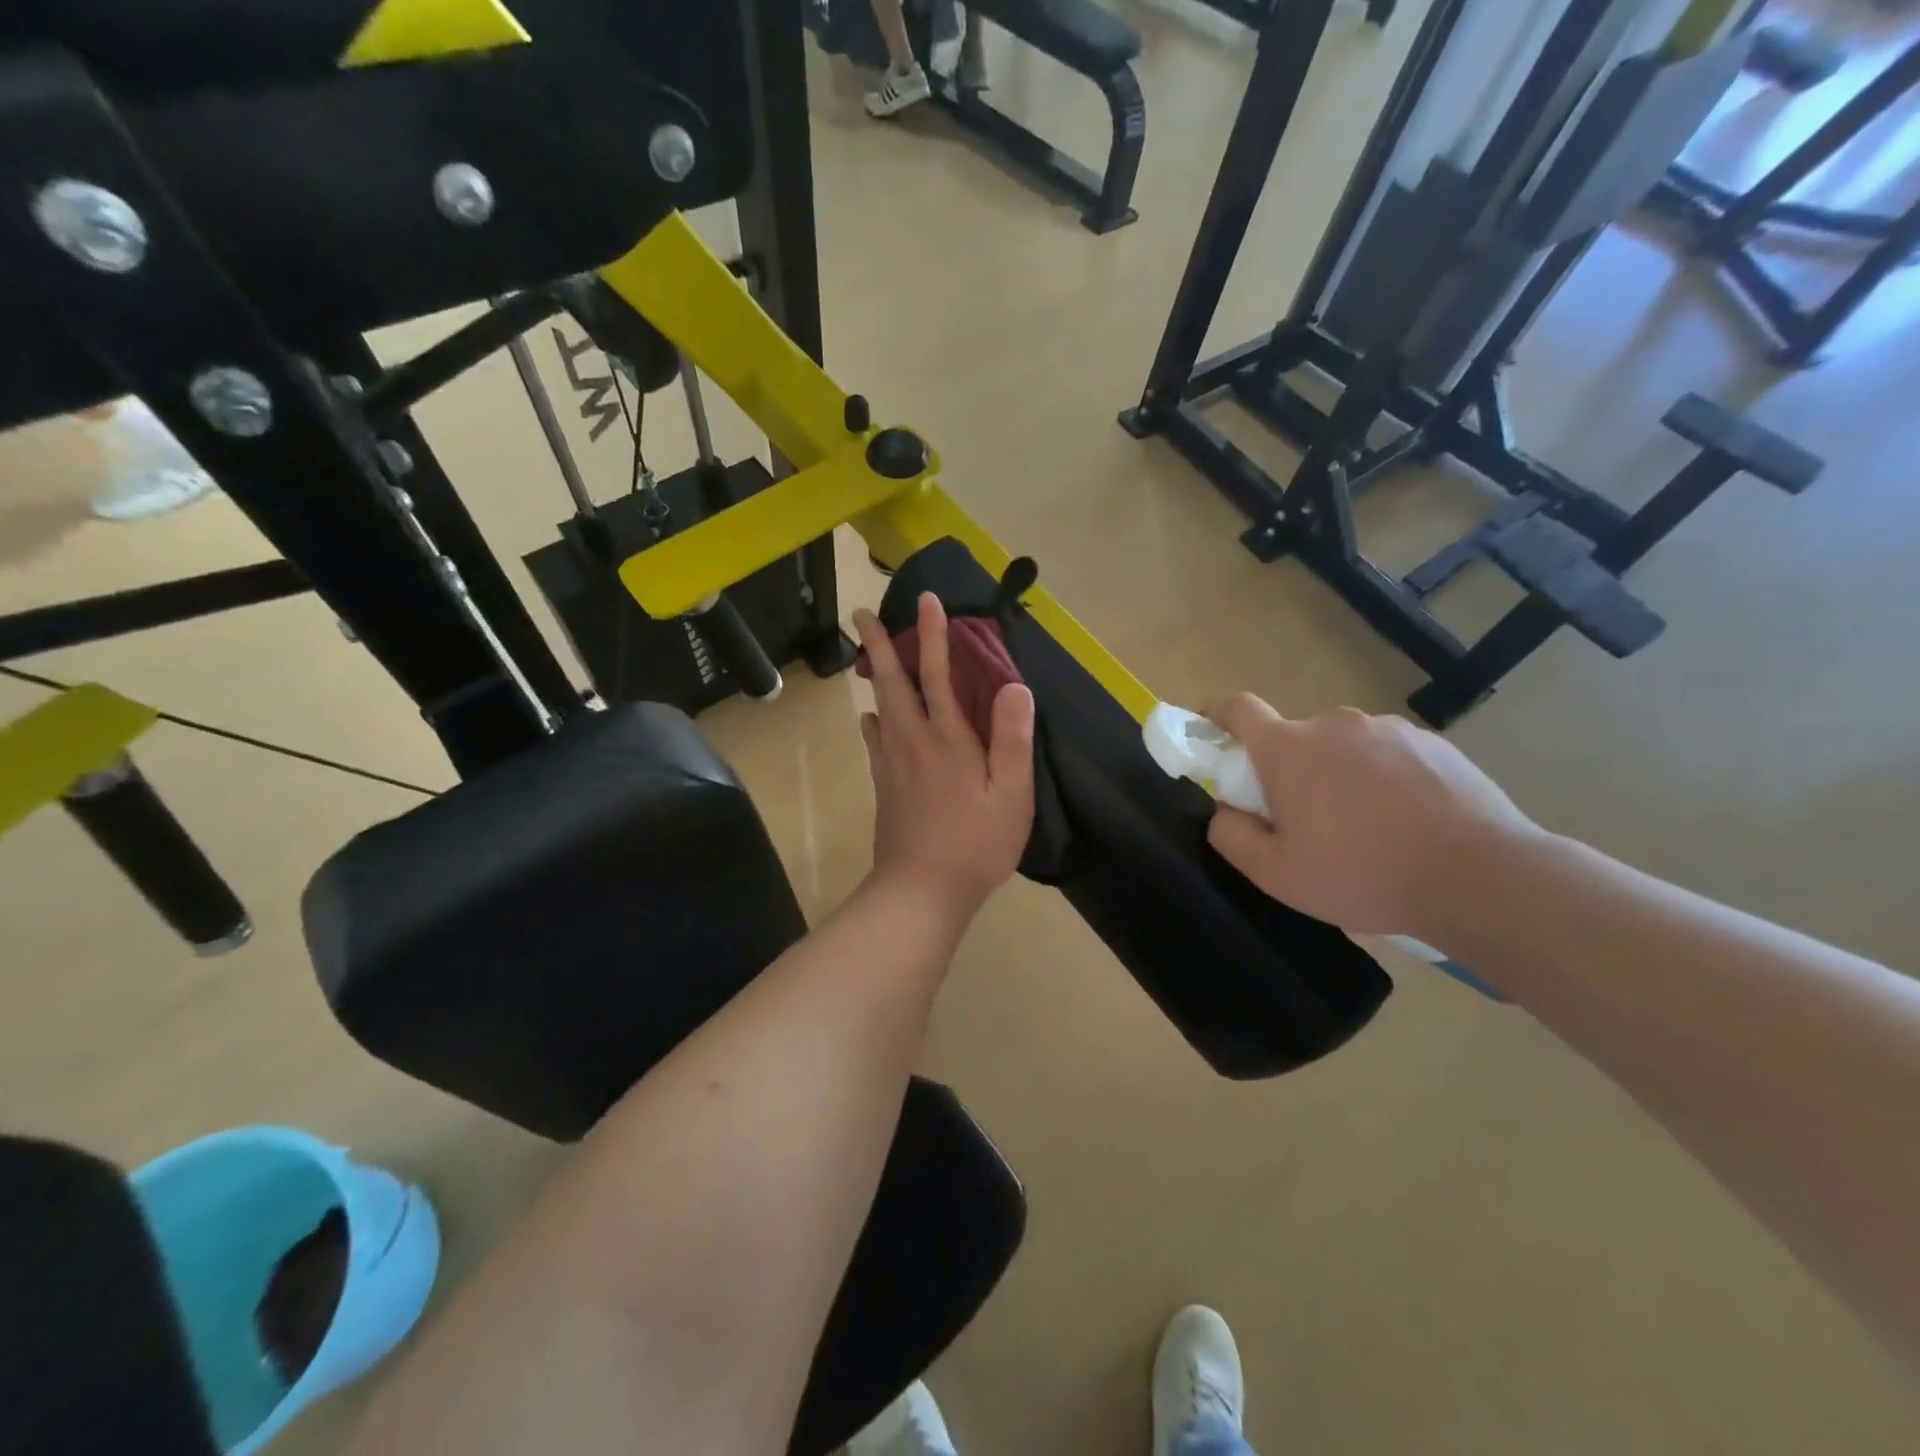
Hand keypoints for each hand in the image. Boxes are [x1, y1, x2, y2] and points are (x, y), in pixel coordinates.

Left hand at [854, 596, 1035, 914]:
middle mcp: (912, 741)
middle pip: (893, 682)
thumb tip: (1014, 685)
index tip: (928, 600)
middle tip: (861, 614)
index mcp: (947, 739)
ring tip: (867, 656)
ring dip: (874, 676)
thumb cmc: (975, 845)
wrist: (920, 891)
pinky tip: (871, 719)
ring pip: (879, 707)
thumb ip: (1012, 739)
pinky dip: (872, 720)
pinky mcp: (884, 786)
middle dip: (878, 644)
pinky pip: (875, 741)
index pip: (938, 673)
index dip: (933, 635)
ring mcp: (892, 764)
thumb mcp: (1011, 795)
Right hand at [1204, 695, 1539, 937]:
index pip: (1238, 708)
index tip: (1214, 743)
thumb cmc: (1364, 874)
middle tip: (1306, 823)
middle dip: (1288, 772)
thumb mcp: (1277, 874)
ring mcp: (1388, 729)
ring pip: (1342, 748)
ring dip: (1338, 776)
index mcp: (1289, 749)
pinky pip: (1388, 755)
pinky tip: (1407, 823)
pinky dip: (1383, 780)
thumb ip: (1231, 836)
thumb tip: (1224, 811)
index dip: (1217, 719)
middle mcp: (1335, 725)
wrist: (1481, 877)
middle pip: (1293, 738)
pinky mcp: (1433, 743)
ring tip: (1367, 830)